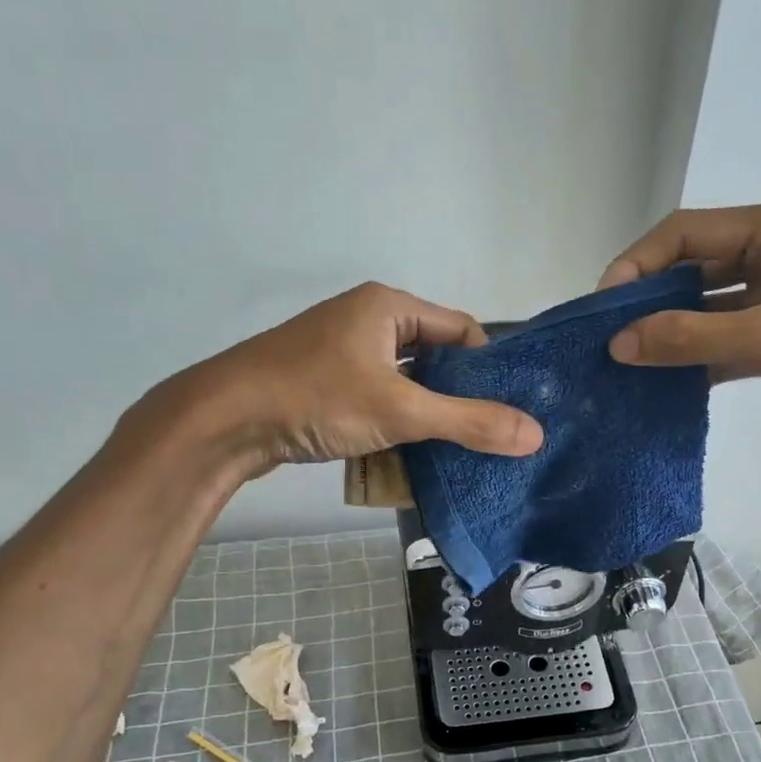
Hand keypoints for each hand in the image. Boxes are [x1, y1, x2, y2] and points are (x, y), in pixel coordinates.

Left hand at [151, 281, 542, 473]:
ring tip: (452, 452)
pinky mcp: (322, 382)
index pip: (461, 331)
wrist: (225, 420)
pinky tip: (405, 454)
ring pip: (403, 383)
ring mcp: (340, 352)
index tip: (507, 409)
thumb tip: (535, 435)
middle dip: (457, 398)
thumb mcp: (402, 411)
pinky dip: (393, 423)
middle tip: (485, 437)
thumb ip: (470, 422)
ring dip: (425, 415)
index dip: (489, 368)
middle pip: (433, 359)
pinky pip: (375, 398)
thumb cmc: (317, 399)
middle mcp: (366, 320)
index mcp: (389, 307)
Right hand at [600, 197, 760, 444]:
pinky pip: (730, 334)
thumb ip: (692, 339)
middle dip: (650, 301)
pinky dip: (701, 355)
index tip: (601, 309)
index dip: (637, 265)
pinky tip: (668, 383)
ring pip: (710, 305)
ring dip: (673, 332)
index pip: (686, 233)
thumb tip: (619, 343)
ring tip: (627, 364)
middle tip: (607, 340)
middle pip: (694, 267)